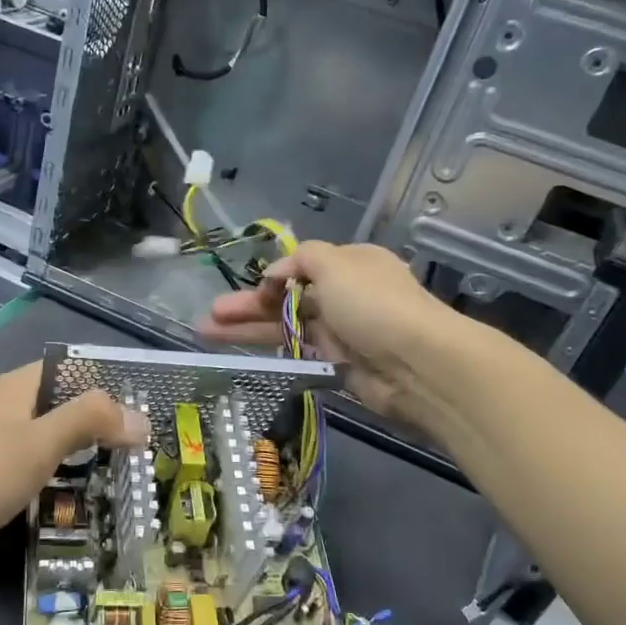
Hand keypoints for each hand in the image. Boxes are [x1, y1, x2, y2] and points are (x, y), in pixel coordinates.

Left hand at [0, 363, 147, 574]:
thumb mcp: (40, 443)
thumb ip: (91, 422)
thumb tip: (142, 418)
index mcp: (21, 386)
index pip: (78, 370)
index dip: (113, 388)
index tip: (150, 416)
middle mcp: (11, 406)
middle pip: (69, 405)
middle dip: (105, 425)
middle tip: (146, 454)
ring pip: (55, 437)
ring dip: (86, 453)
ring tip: (126, 477)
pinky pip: (39, 464)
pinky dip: (63, 475)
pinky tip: (82, 497)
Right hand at [199, 241, 455, 427]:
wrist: (418, 365)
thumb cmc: (374, 305)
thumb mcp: (335, 263)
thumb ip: (301, 259)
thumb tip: (277, 273)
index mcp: (350, 264)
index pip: (302, 266)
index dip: (272, 276)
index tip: (253, 289)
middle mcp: (346, 295)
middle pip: (287, 298)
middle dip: (247, 305)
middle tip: (210, 316)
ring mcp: (343, 332)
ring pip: (286, 327)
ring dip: (249, 329)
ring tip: (207, 333)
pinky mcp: (339, 365)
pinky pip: (299, 353)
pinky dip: (273, 351)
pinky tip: (244, 355)